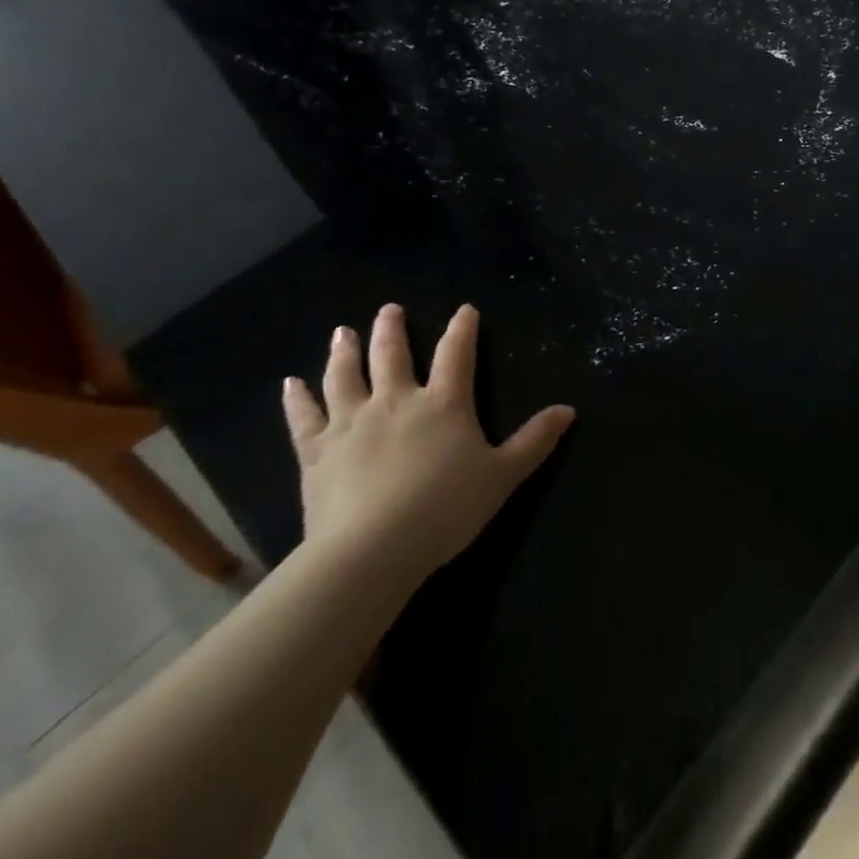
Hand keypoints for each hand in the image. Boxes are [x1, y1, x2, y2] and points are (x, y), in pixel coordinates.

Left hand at [281, 304, 574, 582]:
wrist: (373, 549)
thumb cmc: (445, 509)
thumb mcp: (503, 476)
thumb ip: (534, 441)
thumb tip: (568, 410)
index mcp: (443, 404)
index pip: (457, 354)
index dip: (463, 329)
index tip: (464, 309)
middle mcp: (396, 401)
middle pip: (392, 354)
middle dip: (392, 329)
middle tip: (389, 309)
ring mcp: (352, 422)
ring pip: (346, 376)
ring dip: (345, 351)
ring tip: (342, 331)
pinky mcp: (317, 451)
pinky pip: (304, 417)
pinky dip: (297, 398)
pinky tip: (290, 383)